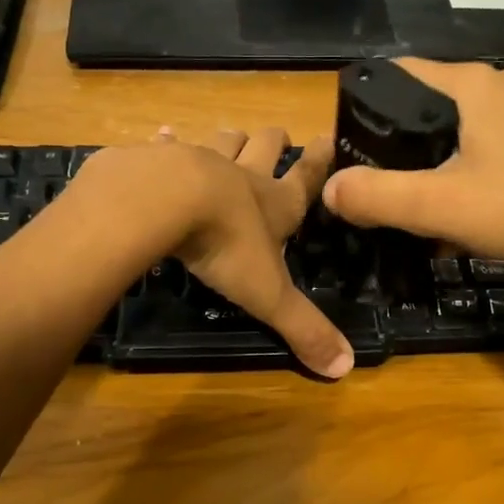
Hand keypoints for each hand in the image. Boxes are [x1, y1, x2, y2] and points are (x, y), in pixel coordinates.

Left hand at [79, 126, 352, 378]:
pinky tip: (164, 135)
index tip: (330, 138)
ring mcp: (199, 161)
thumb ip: (303, 328)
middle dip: (274, 142)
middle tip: (279, 136)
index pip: (305, 179)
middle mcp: (241, 176)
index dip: (320, 162)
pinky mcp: (158, 160)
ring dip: (230, 139)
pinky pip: (166, 145)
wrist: (164, 202)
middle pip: (265, 147)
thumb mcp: (269, 295)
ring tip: (233, 136)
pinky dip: (168, 141)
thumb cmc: (226, 246)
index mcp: (274, 205)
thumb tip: (345, 368)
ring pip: (222, 141)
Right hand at [321, 59, 503, 282]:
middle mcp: (497, 88)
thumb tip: (329, 190)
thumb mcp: (437, 205)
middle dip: (391, 146)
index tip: (343, 148)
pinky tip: (450, 220)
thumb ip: (376, 196)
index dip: (362, 106)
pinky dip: (456, 179)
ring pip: (450, 135)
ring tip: (405, 208)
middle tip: (369, 187)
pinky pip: (478, 154)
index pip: (396, 72)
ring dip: (424, 169)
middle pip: (421, 107)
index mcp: (470, 84)